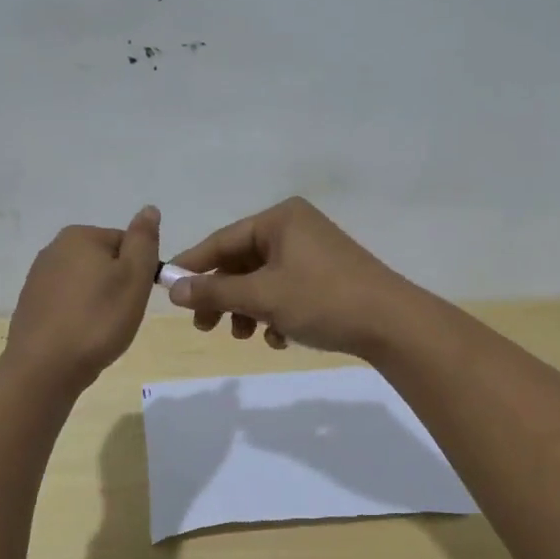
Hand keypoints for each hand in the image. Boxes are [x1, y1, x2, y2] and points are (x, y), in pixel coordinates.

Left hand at [6, 206, 160, 391]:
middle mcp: (54, 248)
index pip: (127, 244)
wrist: (44, 368)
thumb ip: (144, 240)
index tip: (136, 298)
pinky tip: (81, 336)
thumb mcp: (134, 277)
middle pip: (105, 261)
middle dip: (118, 285)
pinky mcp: (31, 304)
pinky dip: (79, 315)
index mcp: (80, 235)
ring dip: (99, 301)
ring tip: (101, 329)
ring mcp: (38, 277)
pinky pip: (68, 302)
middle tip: (121, 315)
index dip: (139, 272)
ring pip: (87, 283)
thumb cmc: (98, 320)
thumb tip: (149, 209)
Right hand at [166, 197, 415, 356]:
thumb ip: (215, 291)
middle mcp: (296, 229)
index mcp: (280, 219)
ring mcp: (314, 253)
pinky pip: (287, 291)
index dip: (193, 266)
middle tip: (204, 327)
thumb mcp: (262, 296)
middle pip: (242, 262)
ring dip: (248, 310)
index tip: (167, 290)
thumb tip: (173, 289)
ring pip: (264, 281)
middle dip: (223, 296)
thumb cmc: (322, 299)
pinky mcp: (327, 278)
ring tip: (243, 335)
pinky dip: (276, 313)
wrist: (392, 324)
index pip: (223, 240)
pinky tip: (279, 339)